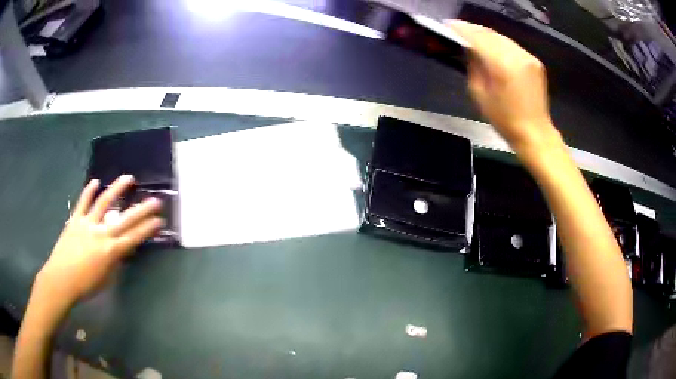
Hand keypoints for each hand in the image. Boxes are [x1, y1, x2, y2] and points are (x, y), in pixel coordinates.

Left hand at [34, 175, 163, 308]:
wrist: (61, 279)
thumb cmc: (85, 285)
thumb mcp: (105, 278)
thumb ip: (114, 262)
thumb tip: (120, 250)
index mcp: (110, 251)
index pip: (133, 237)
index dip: (147, 228)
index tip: (159, 220)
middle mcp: (101, 234)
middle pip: (125, 219)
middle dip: (142, 209)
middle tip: (155, 200)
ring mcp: (87, 223)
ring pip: (104, 202)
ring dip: (117, 189)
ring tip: (128, 177)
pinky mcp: (75, 219)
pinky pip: (83, 202)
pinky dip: (89, 191)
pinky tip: (96, 181)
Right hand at [447, 20, 558, 150]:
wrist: (534, 133)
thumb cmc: (504, 120)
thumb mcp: (480, 94)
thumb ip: (473, 67)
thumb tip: (469, 50)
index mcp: (502, 65)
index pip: (477, 37)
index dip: (461, 29)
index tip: (447, 26)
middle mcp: (517, 55)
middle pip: (489, 33)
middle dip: (471, 29)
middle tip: (456, 29)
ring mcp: (527, 56)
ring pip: (501, 37)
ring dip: (484, 35)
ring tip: (471, 36)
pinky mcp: (534, 61)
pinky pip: (511, 45)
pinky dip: (498, 43)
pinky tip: (491, 47)